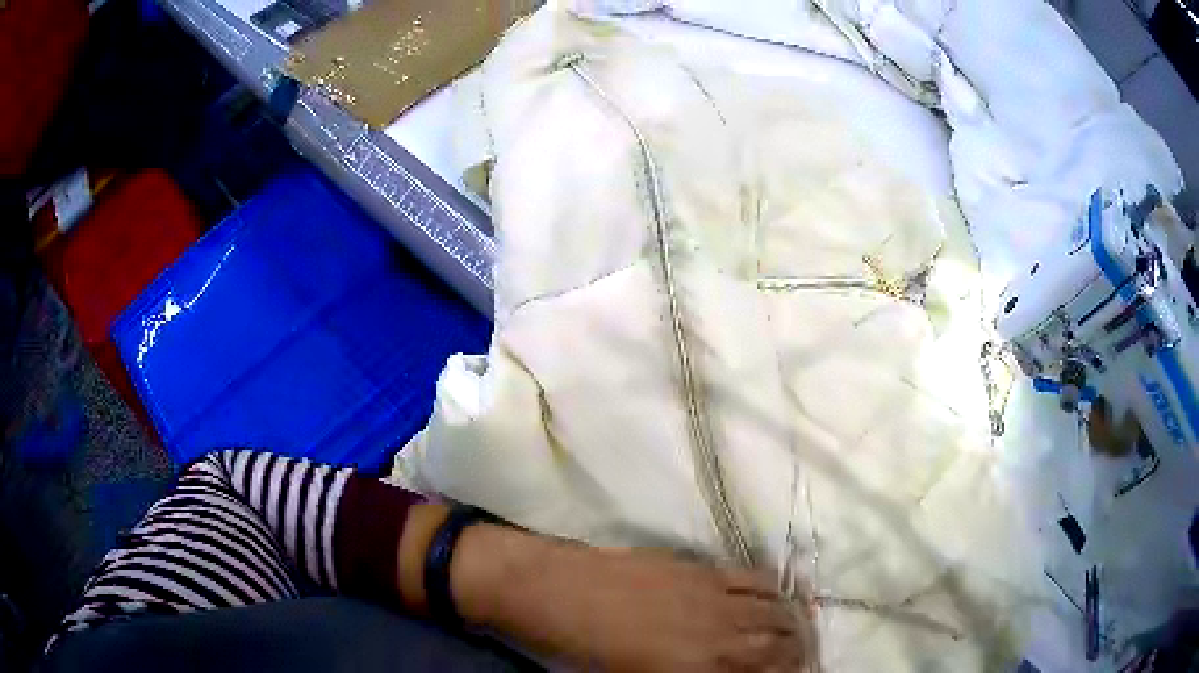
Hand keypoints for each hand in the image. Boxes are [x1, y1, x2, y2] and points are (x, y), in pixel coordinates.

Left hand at [452, 525, 815, 670]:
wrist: (551, 589)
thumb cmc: (582, 649)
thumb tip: (720, 672)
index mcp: (699, 669)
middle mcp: (718, 633)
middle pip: (778, 643)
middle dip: (797, 653)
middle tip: (801, 659)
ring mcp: (712, 595)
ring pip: (774, 609)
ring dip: (793, 622)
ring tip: (797, 631)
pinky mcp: (700, 567)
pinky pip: (753, 577)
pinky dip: (775, 589)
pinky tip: (778, 594)